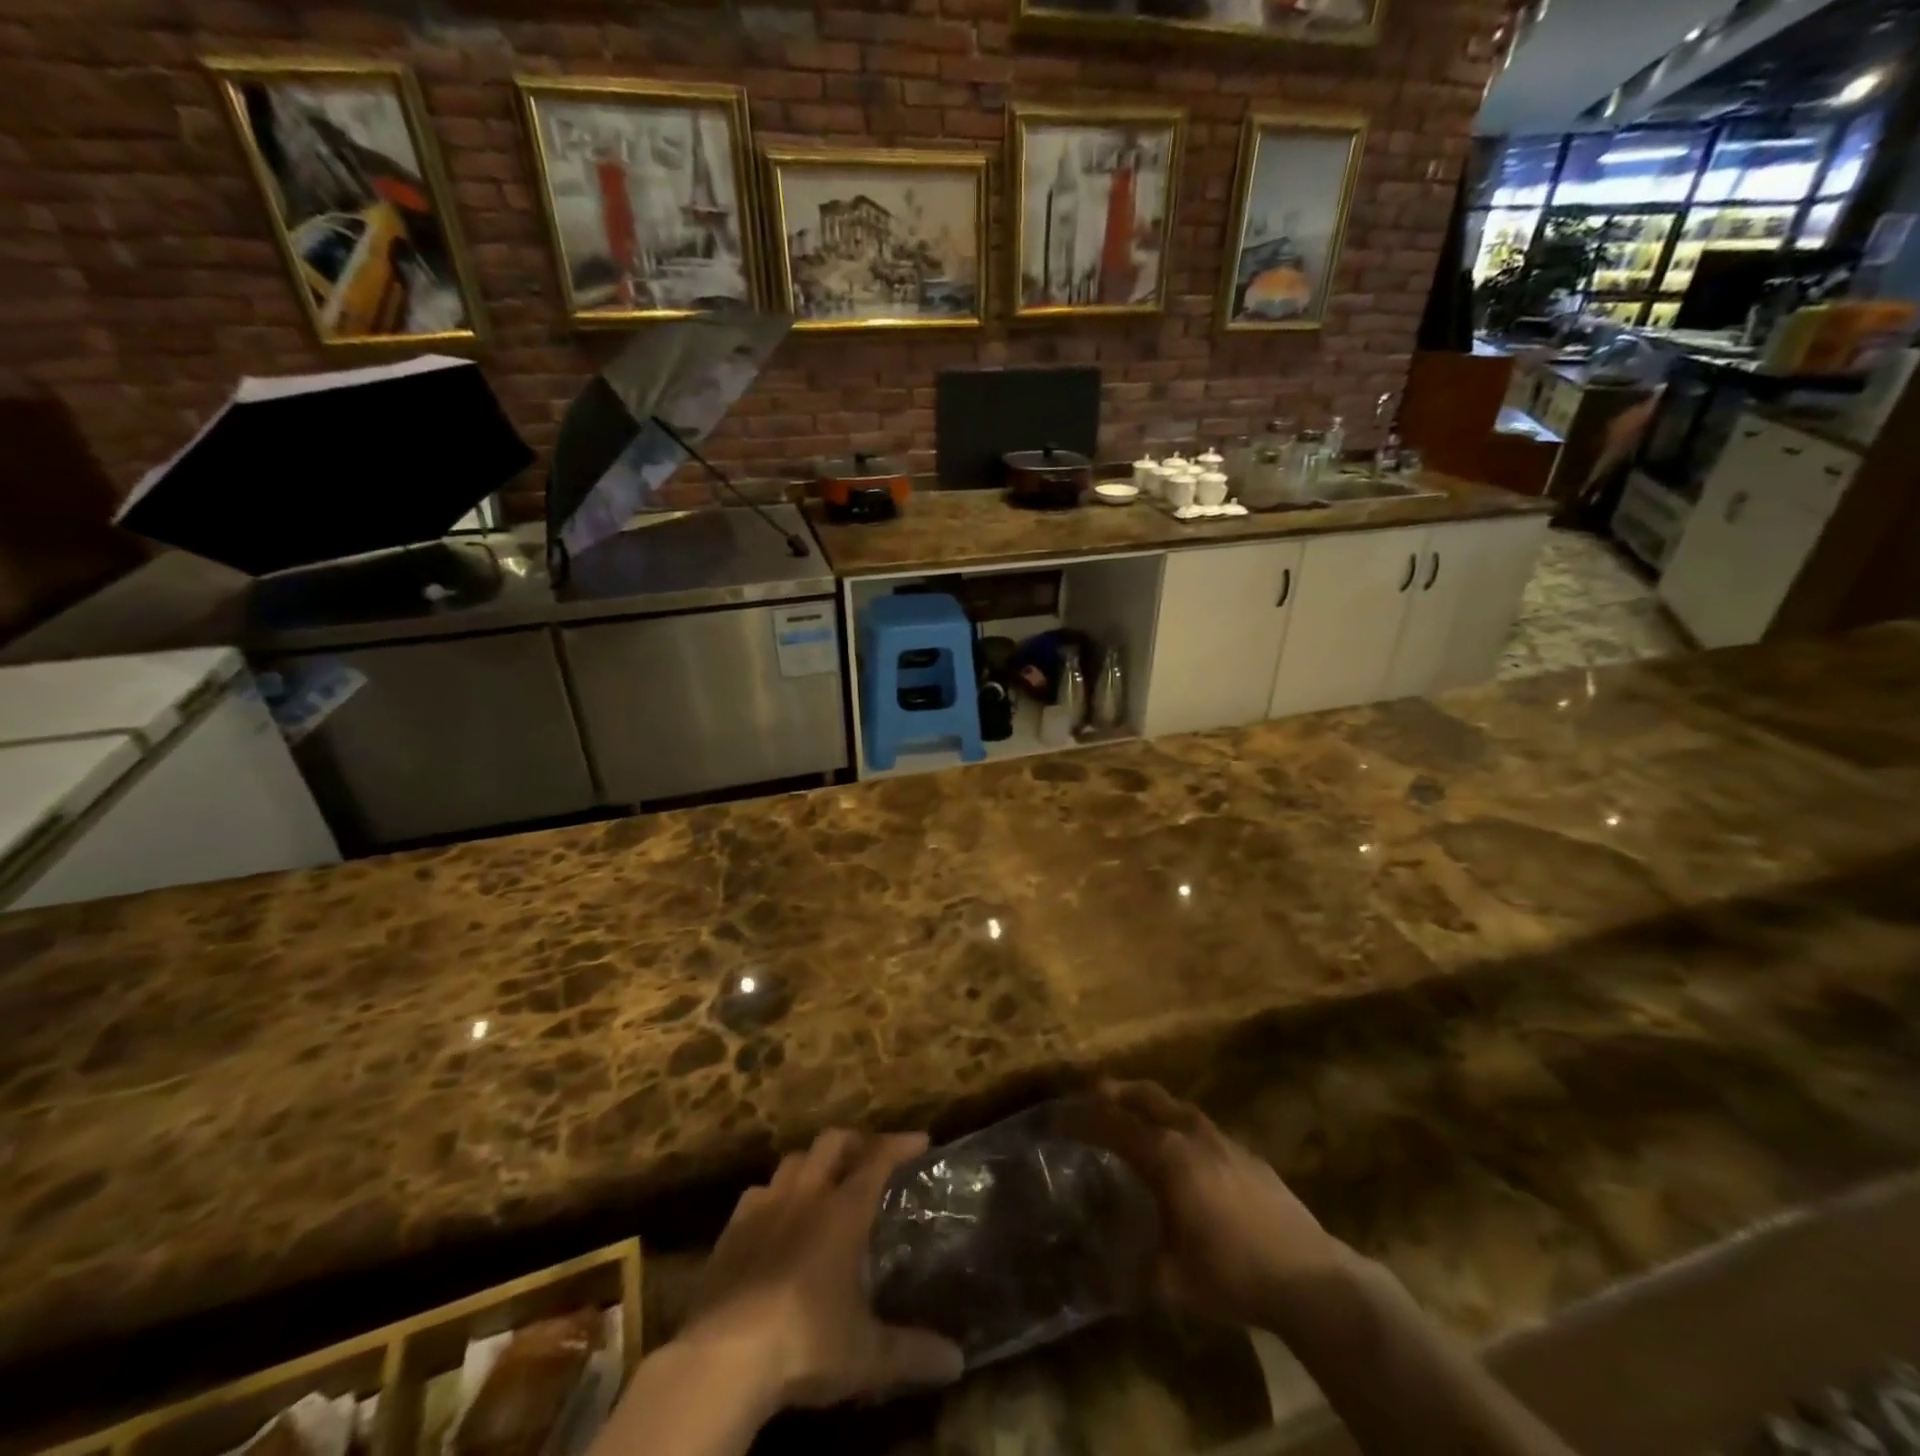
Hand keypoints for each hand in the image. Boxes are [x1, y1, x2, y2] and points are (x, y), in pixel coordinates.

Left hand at [679, 1129, 964, 1413]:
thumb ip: (913, 1352)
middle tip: (871, 1156)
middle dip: (855, 1142)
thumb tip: (958, 1361)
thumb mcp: (867, 1356)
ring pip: (792, 1161)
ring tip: (824, 1182)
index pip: (878, 1159)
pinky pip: (757, 1194)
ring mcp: (764, 1207)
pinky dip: (773, 1195)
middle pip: (831, 1143)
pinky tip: (776, 1216)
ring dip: (813, 1163)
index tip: (921, 1140)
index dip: (901, 1144)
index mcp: (842, 1211)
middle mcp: (805, 1195)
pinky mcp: (730, 1231)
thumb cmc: (804, 1342)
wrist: (722, 1357)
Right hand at [1085, 1080, 1348, 1329]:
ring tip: (1136, 1116)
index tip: (1058, 1118)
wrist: (1310, 1278)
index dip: (1082, 1120)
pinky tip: (1185, 1153)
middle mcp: (1191, 1135)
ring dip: (1150, 1105)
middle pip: (1146, 1097)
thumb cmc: (1233, 1274)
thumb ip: (1132, 1265)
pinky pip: (1202, 1128)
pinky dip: (1180, 1126)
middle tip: (1094, 1095)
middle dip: (1117, 1092)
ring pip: (1177, 1107)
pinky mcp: (1248, 1154)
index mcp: (1166, 1157)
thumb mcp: (1171, 1281)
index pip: (1113, 1125)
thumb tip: (1101, 1264)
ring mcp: (1223, 1140)